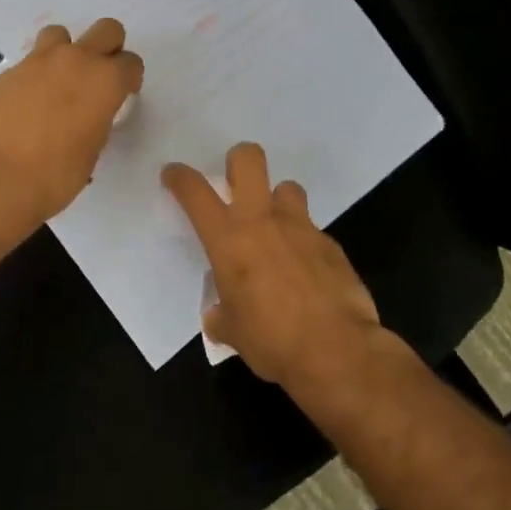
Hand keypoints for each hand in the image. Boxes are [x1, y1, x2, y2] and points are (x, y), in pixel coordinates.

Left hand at [0, 17, 143, 225]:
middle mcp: (75, 61)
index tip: (121, 96)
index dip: (128, 80)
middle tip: (98, 79)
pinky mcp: (6, 73)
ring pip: (60, 35)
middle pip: (106, 30)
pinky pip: (29, 63)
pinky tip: (25, 107)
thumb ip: (94, 124)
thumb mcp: (90, 154)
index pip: (131, 63)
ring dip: (66, 53)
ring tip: (57, 85)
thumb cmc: (53, 176)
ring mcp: (37, 62)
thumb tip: (85, 120)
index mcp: (105, 82)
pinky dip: (34, 77)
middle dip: (108, 49)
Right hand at [161, 142, 380, 387]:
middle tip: (234, 185)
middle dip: (238, 161)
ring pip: (287, 188)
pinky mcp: (331, 244)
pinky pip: (312, 230)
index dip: (179, 176)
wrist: (336, 351)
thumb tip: (220, 317)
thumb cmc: (271, 341)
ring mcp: (301, 227)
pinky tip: (306, 271)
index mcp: (228, 240)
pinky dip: (304, 243)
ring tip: (276, 231)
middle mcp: (263, 221)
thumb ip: (222, 315)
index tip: (174, 175)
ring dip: (277, 202)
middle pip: (249, 159)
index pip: (194, 191)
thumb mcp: (232, 331)